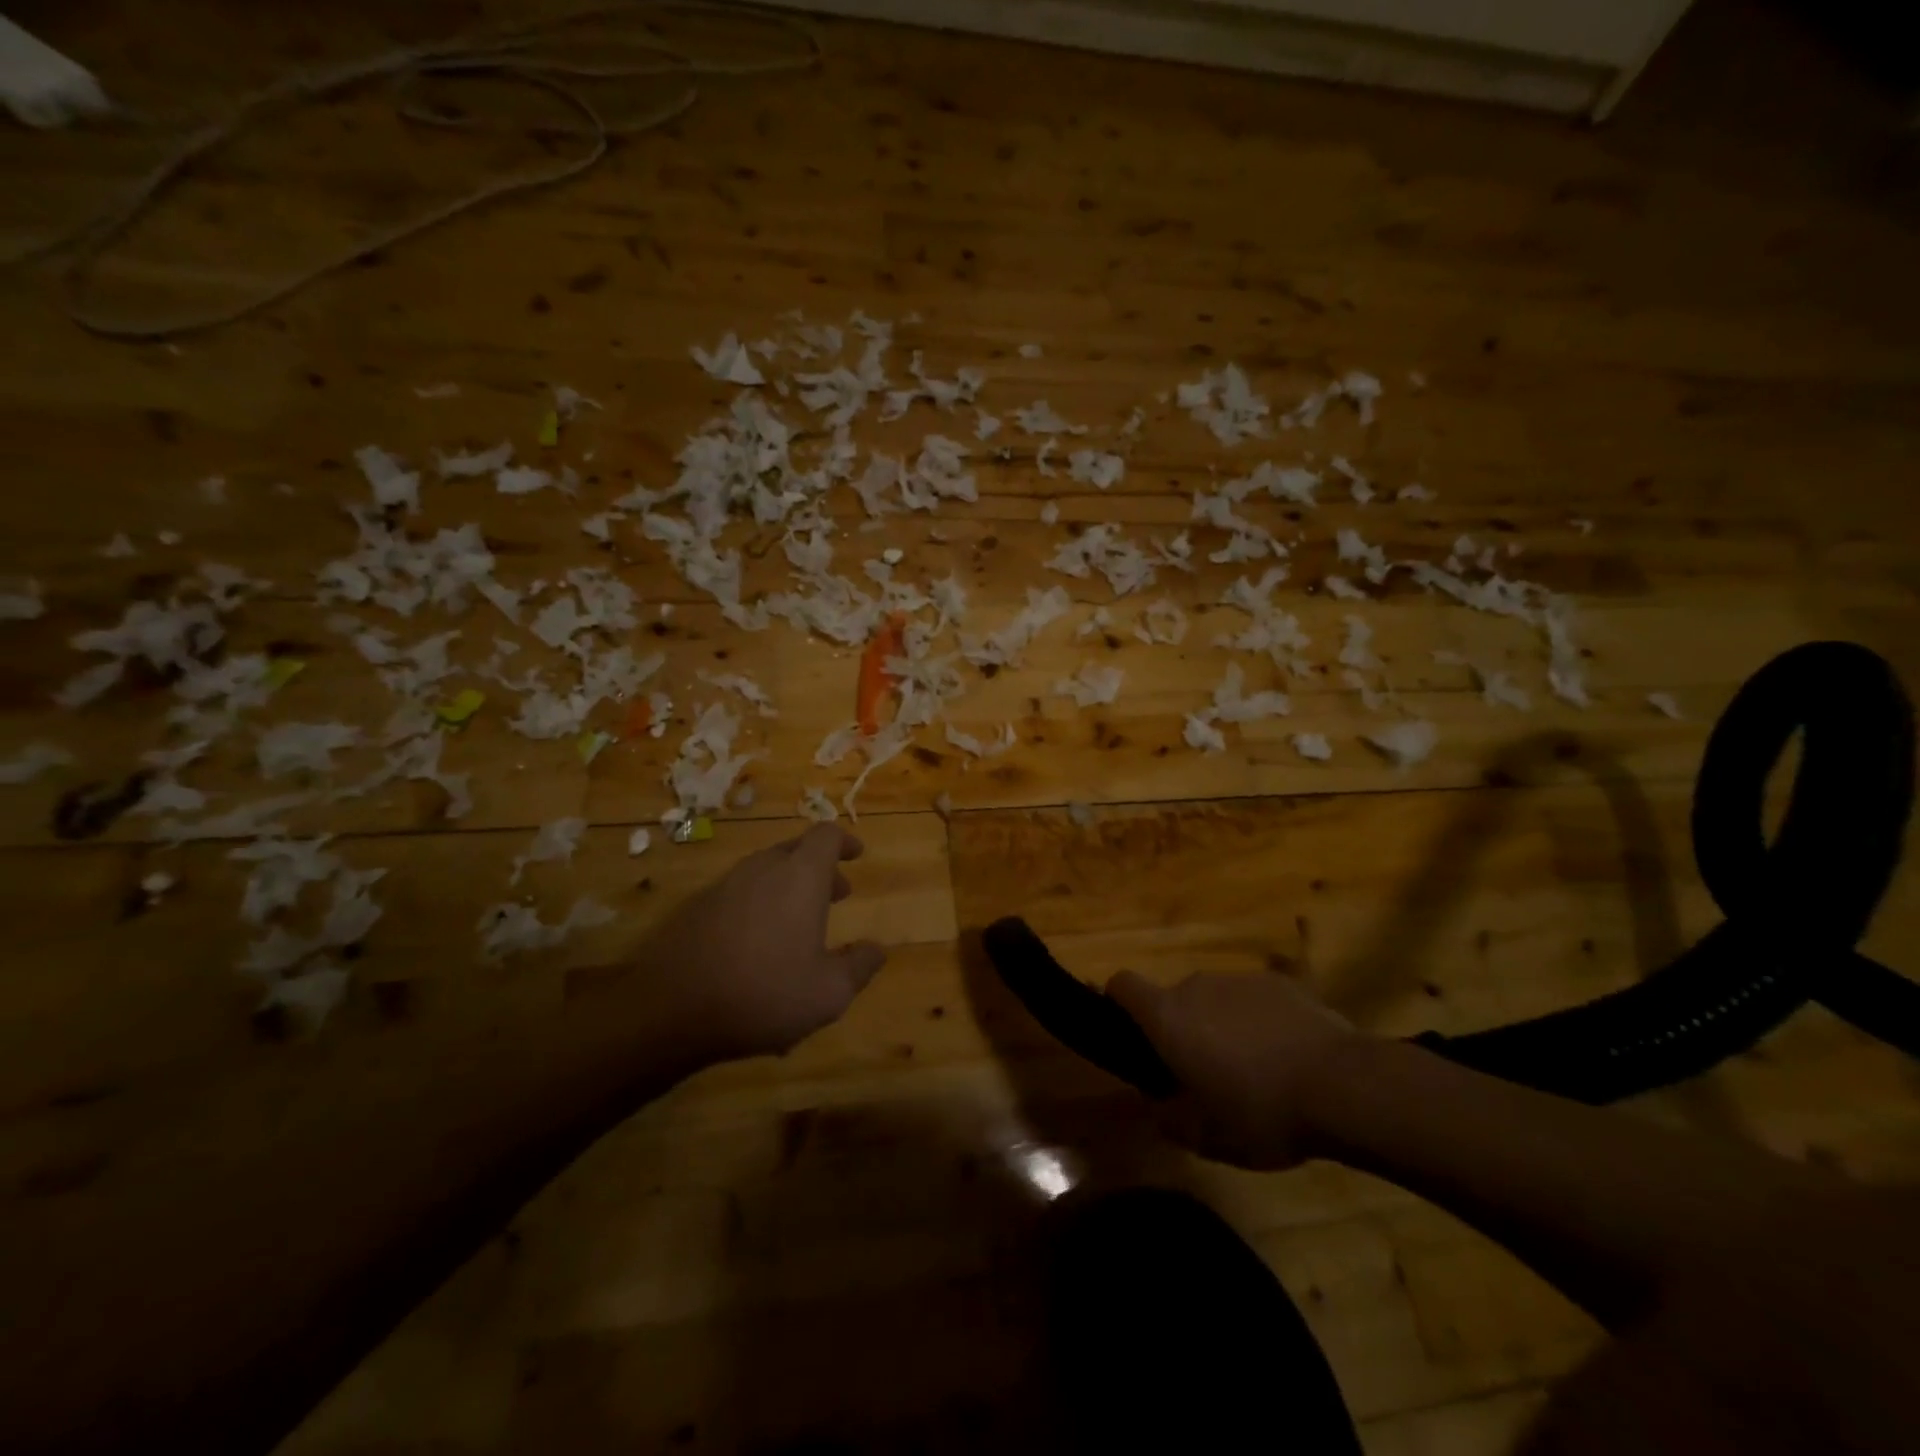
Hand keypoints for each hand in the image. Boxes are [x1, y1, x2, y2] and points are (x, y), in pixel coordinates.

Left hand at [646, 824, 887, 1066]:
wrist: (670, 1009)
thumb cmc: (764, 992)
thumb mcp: (829, 992)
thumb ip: (859, 966)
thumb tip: (877, 950)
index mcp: (800, 876)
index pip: (826, 836)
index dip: (844, 842)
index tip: (857, 855)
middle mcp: (762, 869)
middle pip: (795, 850)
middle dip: (820, 869)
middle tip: (837, 896)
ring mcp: (724, 886)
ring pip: (765, 872)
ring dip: (788, 888)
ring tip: (799, 925)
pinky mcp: (696, 908)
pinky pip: (739, 895)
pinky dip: (759, 906)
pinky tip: (757, 947)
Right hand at [1106, 969, 1360, 1170]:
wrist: (1343, 1085)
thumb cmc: (1261, 1113)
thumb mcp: (1207, 1138)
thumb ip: (1170, 1118)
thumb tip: (1157, 1104)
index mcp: (1167, 1017)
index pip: (1121, 984)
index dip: (1117, 1002)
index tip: (1132, 1033)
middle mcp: (1195, 986)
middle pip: (1173, 999)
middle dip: (1182, 1029)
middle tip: (1204, 1074)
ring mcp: (1239, 979)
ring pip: (1215, 999)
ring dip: (1221, 1026)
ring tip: (1254, 1070)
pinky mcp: (1280, 982)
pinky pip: (1254, 999)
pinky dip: (1259, 1021)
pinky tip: (1287, 1056)